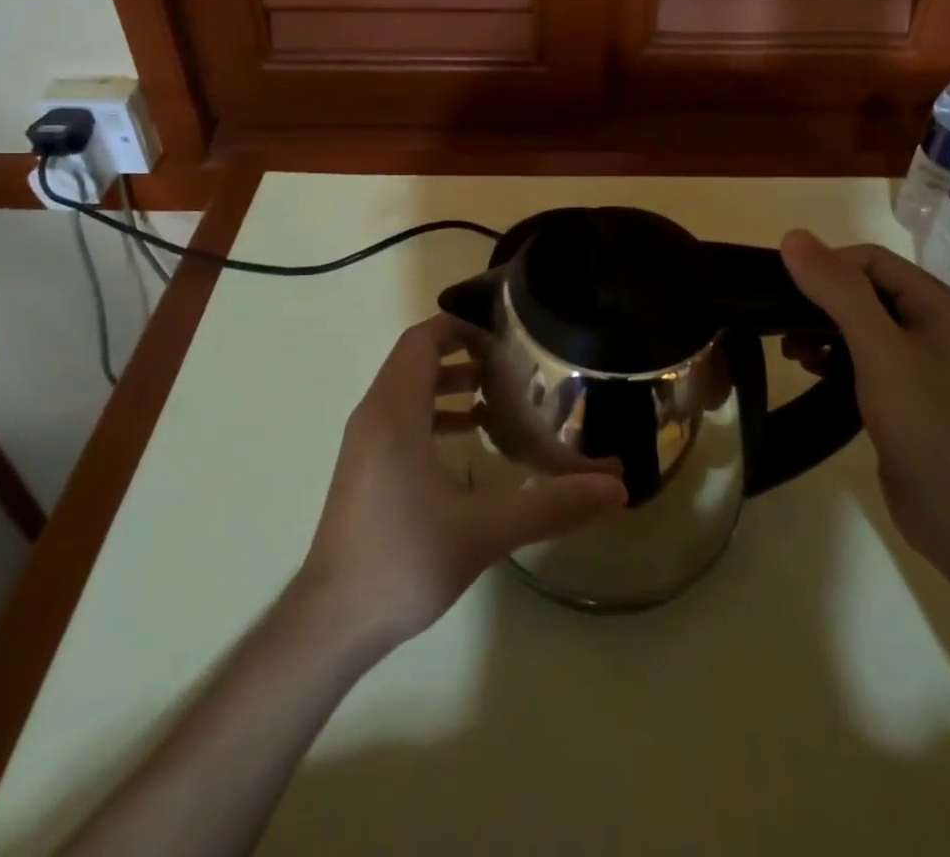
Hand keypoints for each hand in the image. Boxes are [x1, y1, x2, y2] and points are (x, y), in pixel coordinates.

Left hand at [298, 315, 626, 652]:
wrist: (333, 619)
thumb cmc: (404, 561)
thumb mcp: (485, 530)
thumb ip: (552, 504)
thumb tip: (616, 489)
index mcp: (395, 411)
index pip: (422, 339)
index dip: (461, 329)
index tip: (504, 343)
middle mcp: (374, 414)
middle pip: (415, 359)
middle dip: (463, 355)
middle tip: (511, 371)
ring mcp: (364, 441)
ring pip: (407, 388)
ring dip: (449, 384)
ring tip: (498, 401)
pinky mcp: (364, 466)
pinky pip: (400, 416)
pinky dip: (434, 413)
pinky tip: (470, 441)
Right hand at [780, 232, 949, 598]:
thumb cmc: (935, 432)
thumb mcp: (882, 354)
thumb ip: (839, 293)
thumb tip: (793, 237)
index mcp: (944, 308)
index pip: (871, 261)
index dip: (825, 267)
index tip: (781, 291)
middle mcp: (940, 329)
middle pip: (867, 292)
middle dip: (820, 301)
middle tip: (779, 323)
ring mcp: (929, 368)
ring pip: (864, 327)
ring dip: (823, 331)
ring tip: (791, 353)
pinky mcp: (914, 401)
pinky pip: (868, 362)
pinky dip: (837, 360)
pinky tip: (813, 373)